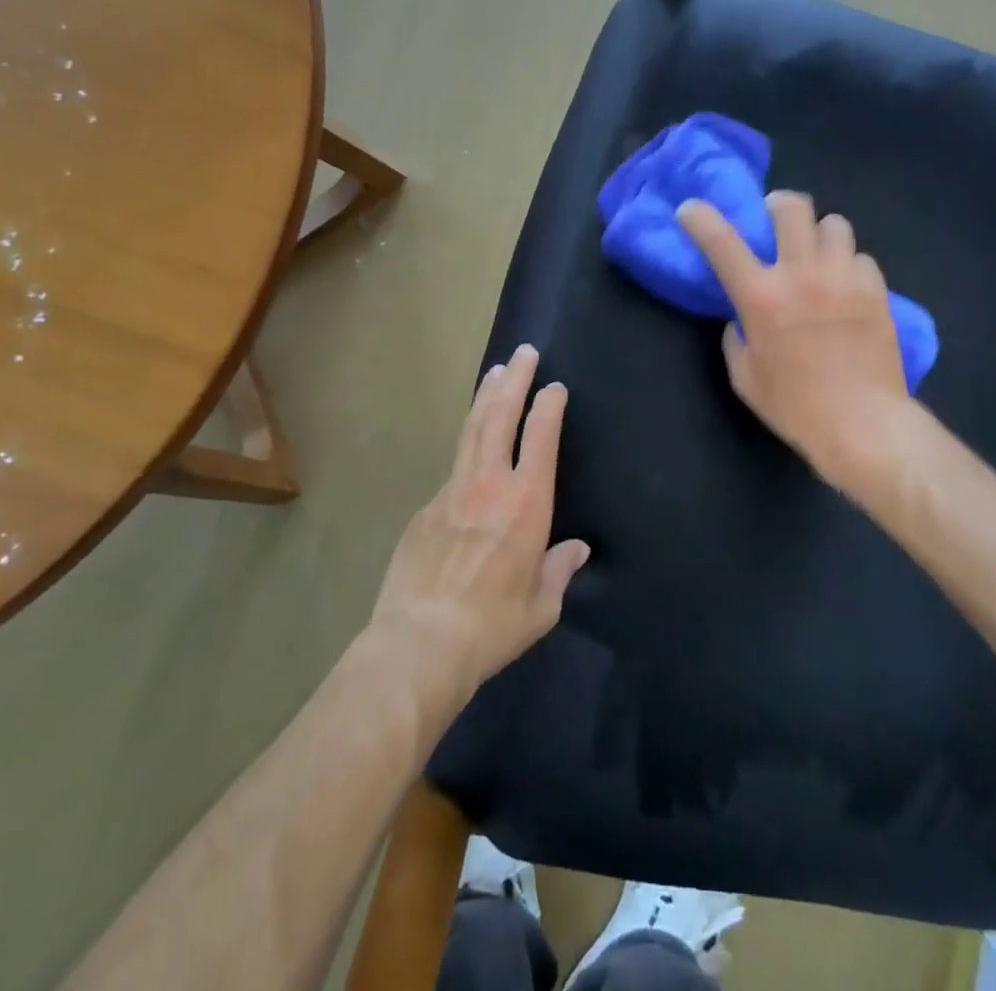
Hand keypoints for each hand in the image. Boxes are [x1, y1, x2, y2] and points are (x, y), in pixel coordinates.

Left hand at [369, 344, 589, 712]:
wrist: (419, 644)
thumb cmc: (492, 626)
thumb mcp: (541, 606)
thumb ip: (559, 570)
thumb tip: (576, 550)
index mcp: (527, 502)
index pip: (541, 435)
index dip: (549, 405)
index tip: (555, 387)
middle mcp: (489, 484)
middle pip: (500, 416)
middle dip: (514, 380)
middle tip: (523, 352)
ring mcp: (451, 491)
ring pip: (471, 430)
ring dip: (485, 397)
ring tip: (495, 372)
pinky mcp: (424, 508)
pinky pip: (451, 469)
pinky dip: (465, 449)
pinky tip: (469, 454)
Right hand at [677, 193, 911, 489]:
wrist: (863, 424)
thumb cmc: (795, 406)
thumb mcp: (745, 377)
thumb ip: (736, 338)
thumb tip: (741, 318)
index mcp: (761, 297)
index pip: (722, 242)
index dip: (700, 218)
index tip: (691, 209)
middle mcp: (802, 274)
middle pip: (792, 208)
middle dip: (779, 206)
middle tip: (775, 220)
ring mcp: (844, 278)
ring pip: (834, 224)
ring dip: (819, 234)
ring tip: (818, 254)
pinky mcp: (876, 290)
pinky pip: (861, 258)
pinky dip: (849, 266)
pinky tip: (847, 287)